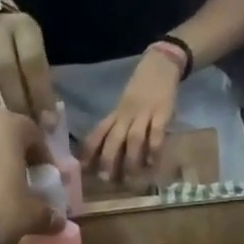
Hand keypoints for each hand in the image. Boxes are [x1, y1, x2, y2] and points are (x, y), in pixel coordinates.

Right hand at [0, 11, 56, 122]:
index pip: (33, 61)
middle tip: (20, 128)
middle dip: (15, 100)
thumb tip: (48, 125)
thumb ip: (40, 88)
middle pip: (4, 65)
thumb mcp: (35, 62)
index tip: (46, 125)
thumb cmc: (21, 56)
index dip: (40, 94)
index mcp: (25, 28)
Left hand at [83, 50, 181, 185]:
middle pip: (113, 138)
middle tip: (104, 179)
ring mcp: (144, 113)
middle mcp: (126, 114)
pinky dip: (153, 148)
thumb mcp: (125, 105)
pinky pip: (156, 132)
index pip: (98, 132)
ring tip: (130, 178)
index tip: (81, 167)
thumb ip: (117, 125)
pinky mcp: (162, 112)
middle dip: (107, 159)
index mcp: (116, 113)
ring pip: (133, 138)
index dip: (88, 149)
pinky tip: (151, 162)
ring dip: (130, 159)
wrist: (161, 64)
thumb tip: (105, 152)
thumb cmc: (141, 89)